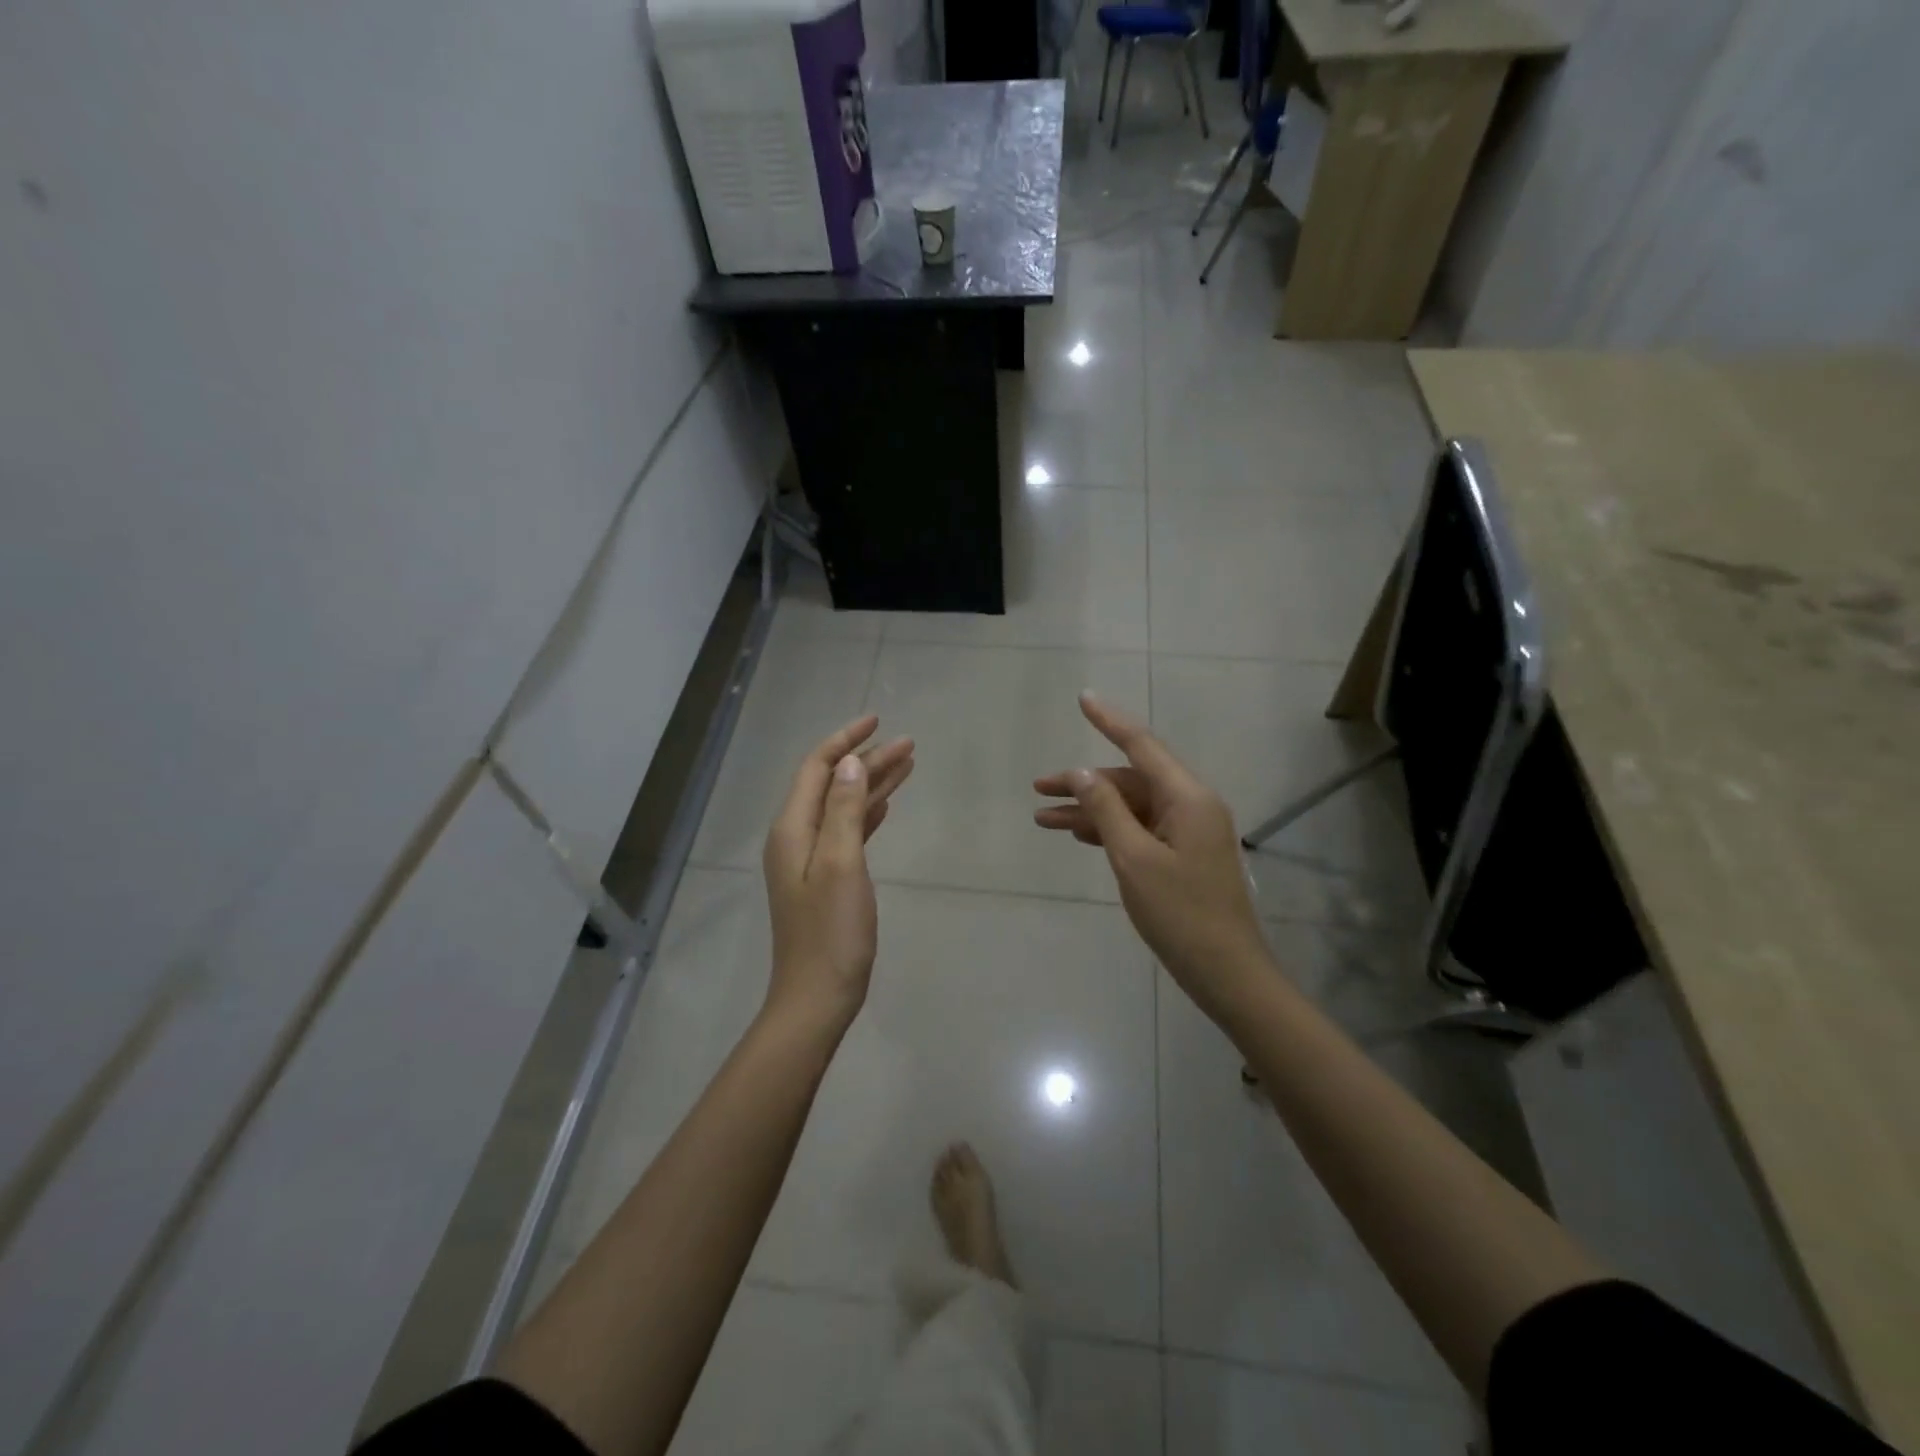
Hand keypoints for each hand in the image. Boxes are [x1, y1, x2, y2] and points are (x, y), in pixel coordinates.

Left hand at [763, 716, 913, 1036]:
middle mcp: (796, 836)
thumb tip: (849, 761)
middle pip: (832, 783)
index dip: (845, 740)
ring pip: (843, 806)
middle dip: (867, 760)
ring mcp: (810, 859)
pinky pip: (848, 831)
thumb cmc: (831, 931)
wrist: (817, 996)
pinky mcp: (825, 878)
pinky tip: (887, 804)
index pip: (816, 768)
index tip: (878, 720)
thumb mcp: (841, 863)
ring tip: (908, 764)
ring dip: (872, 784)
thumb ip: (843, 809)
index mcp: (793, 829)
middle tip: (909, 745)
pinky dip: (868, 813)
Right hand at [1034, 694, 1271, 1020]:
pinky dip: (1110, 830)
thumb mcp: (1134, 859)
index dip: (1109, 721)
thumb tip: (1082, 772)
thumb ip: (1106, 810)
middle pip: (1131, 780)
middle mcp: (1192, 806)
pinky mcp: (1183, 856)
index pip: (1142, 746)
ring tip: (1044, 819)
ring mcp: (1189, 832)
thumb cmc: (1181, 914)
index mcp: (1188, 798)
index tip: (1083, 699)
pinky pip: (1141, 830)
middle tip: (1038, 789)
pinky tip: (1080, 836)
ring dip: (1091, 810)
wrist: (1227, 973)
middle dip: (1084, 783)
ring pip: (1131, 807)